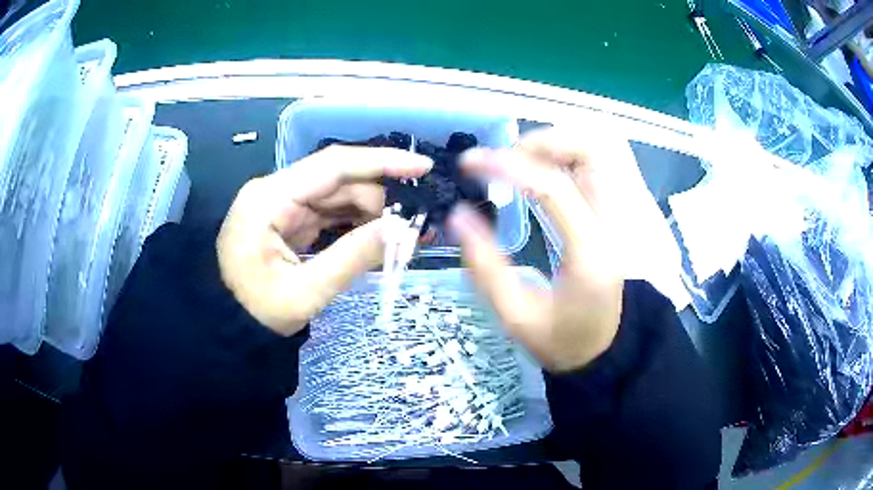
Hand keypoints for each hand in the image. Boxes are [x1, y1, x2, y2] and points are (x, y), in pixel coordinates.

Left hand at [217, 145, 432, 335]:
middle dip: (382, 199)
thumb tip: (403, 229)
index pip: (333, 165)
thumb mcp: (306, 292)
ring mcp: (282, 204)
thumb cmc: (255, 311)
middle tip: (418, 224)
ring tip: (406, 235)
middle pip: (339, 181)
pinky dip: (356, 225)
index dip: (382, 162)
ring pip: (338, 197)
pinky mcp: (288, 219)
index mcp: (270, 198)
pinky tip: (380, 238)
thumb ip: (354, 257)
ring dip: (373, 213)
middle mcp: (276, 190)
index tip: (422, 167)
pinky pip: (329, 214)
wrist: (224, 324)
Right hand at [449, 127, 631, 371]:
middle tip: (506, 160)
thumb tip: (459, 215)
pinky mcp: (623, 212)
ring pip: (601, 148)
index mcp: (591, 253)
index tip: (470, 163)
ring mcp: (626, 214)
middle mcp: (616, 223)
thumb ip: (485, 266)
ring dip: (559, 144)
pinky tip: (546, 172)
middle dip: (543, 142)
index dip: (508, 166)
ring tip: (523, 162)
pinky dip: (570, 155)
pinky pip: (601, 163)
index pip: (554, 188)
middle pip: (593, 150)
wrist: (610, 350)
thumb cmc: (563, 340)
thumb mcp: (515, 315)